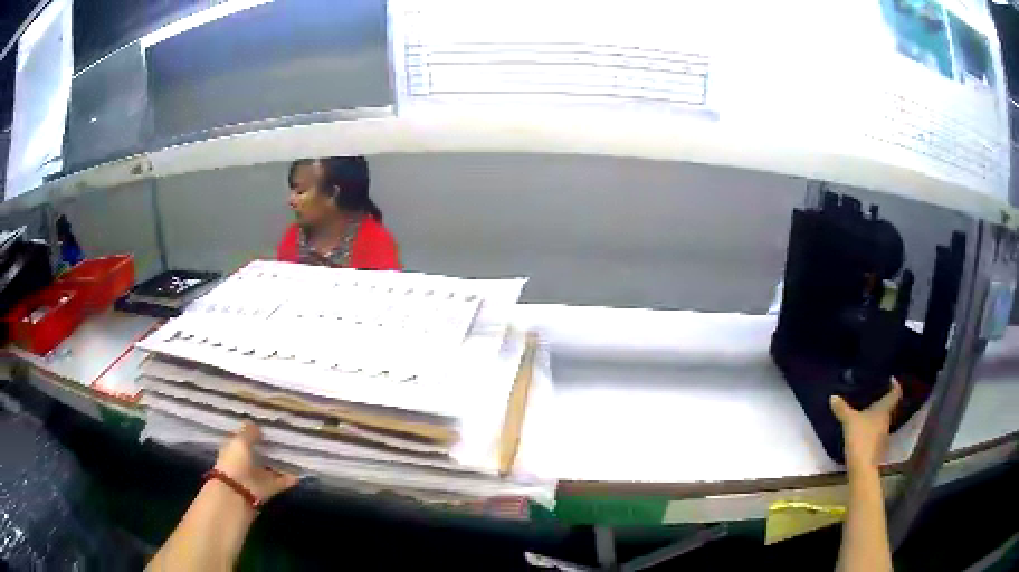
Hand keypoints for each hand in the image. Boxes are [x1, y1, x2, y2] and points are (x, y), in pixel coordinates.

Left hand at [214, 422, 298, 502]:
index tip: (266, 424)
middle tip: (285, 435)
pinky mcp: (269, 488)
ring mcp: (258, 475)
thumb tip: (256, 425)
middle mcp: (245, 461)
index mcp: (234, 448)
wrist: (237, 493)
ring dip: (281, 462)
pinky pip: (282, 481)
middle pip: (259, 452)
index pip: (243, 437)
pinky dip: (291, 477)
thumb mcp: (240, 442)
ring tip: (297, 452)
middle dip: (269, 446)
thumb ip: (249, 433)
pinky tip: (301, 470)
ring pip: (271, 466)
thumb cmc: (234, 462)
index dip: (252, 431)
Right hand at [830, 380, 901, 471]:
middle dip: (883, 399)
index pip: (896, 393)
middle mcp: (887, 420)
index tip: (890, 378)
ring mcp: (883, 435)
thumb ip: (842, 409)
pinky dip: (872, 427)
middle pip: (889, 406)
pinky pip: (877, 431)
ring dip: (877, 415)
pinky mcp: (877, 447)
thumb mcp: (850, 421)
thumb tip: (833, 397)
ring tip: (867, 410)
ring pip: (882, 419)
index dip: (895, 384)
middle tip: (874, 393)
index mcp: (884, 409)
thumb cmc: (861, 439)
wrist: (862, 468)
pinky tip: (863, 429)